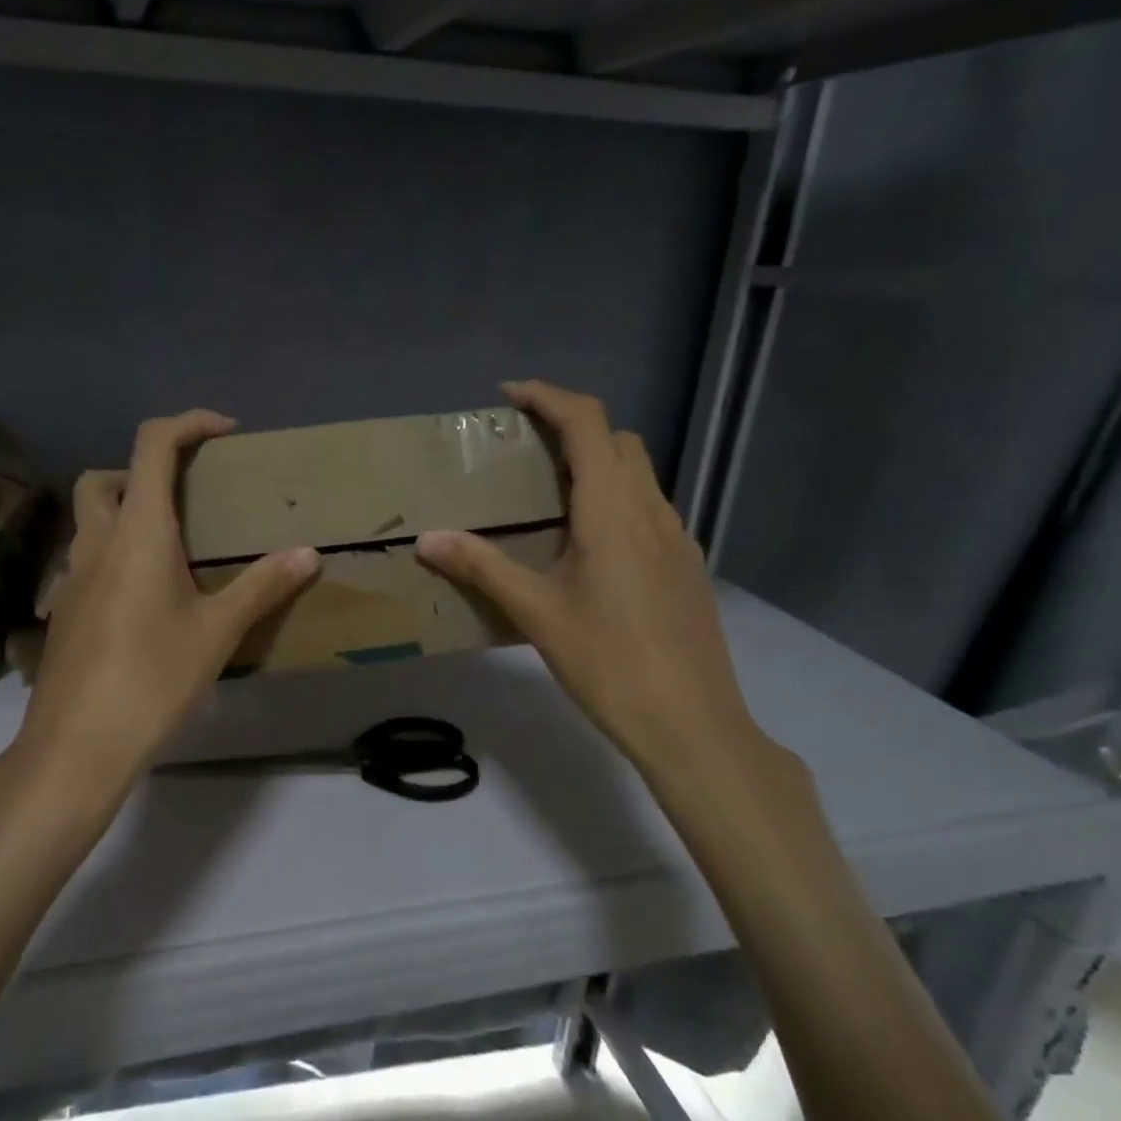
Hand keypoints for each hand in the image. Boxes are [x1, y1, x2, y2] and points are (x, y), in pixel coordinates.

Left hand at [13, 410, 319, 800]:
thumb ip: (263, 587)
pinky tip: (147, 601)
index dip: (188, 423)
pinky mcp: (64, 611)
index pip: (152, 445)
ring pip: (89, 521)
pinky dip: (115, 555)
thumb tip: (308, 553)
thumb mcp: (217, 632)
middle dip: (142, 470)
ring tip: (174, 551)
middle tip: (185, 497)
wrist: (77, 746)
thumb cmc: (152, 679)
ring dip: (124, 513)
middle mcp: (96, 542)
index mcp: (137, 531)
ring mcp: (71, 578)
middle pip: (103, 478)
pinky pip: (88, 561)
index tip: (224, 433)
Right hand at [416, 381, 780, 791]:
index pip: (588, 423)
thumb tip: (427, 538)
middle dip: (572, 427)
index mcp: (613, 510)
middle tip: (524, 449)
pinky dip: (616, 500)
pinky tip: (588, 546)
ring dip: (597, 464)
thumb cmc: (609, 663)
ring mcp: (677, 538)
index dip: (549, 397)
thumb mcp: (537, 613)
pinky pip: (649, 509)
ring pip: (639, 475)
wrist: (693, 724)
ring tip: (549, 495)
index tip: (509, 396)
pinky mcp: (687, 566)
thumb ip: (482, 568)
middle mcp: (652, 511)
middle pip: (618, 441)